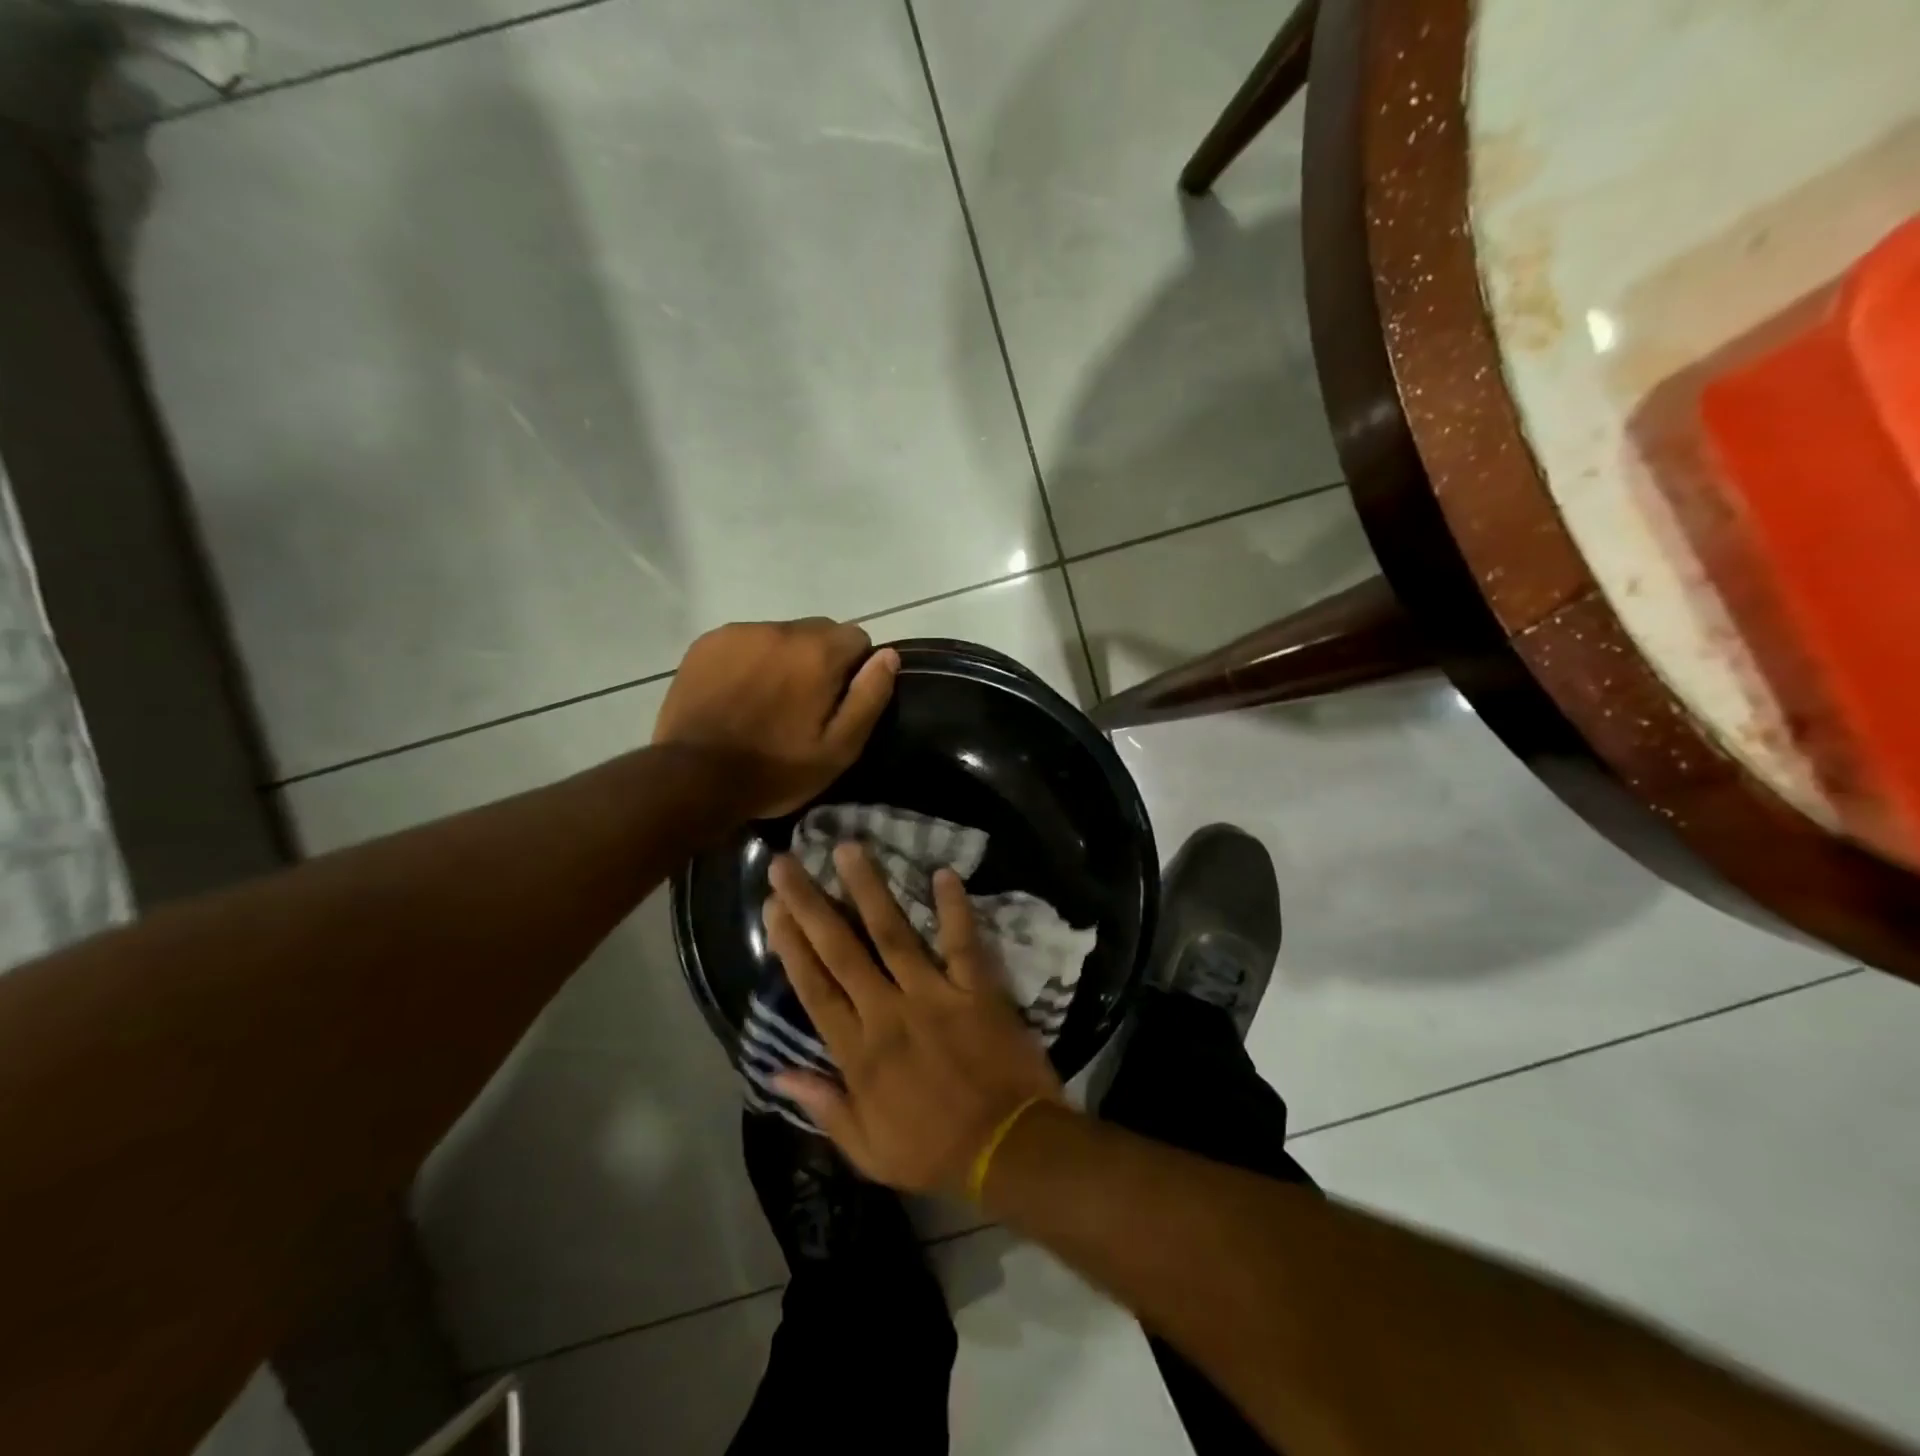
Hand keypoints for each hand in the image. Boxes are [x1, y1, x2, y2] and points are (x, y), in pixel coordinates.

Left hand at [653, 618, 897, 817]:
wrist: (693, 777)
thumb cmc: (776, 770)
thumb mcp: (838, 749)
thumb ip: (869, 697)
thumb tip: (888, 655)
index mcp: (818, 653)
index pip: (857, 637)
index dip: (855, 669)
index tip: (838, 701)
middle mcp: (780, 630)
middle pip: (818, 631)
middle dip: (821, 659)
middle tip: (804, 704)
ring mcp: (739, 633)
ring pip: (780, 635)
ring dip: (784, 658)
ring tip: (767, 700)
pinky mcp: (708, 643)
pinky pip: (745, 640)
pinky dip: (751, 659)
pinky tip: (738, 693)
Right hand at [763, 844, 1063, 1194]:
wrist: (1008, 1150)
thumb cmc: (934, 1151)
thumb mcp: (867, 1150)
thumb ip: (823, 1105)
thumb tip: (776, 1072)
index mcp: (858, 1053)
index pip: (814, 988)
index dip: (789, 945)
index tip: (773, 907)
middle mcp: (887, 1013)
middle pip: (840, 950)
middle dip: (810, 903)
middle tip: (785, 862)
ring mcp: (933, 995)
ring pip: (892, 934)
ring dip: (868, 889)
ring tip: (847, 849)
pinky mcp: (975, 989)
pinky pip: (962, 941)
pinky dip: (954, 908)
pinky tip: (944, 873)